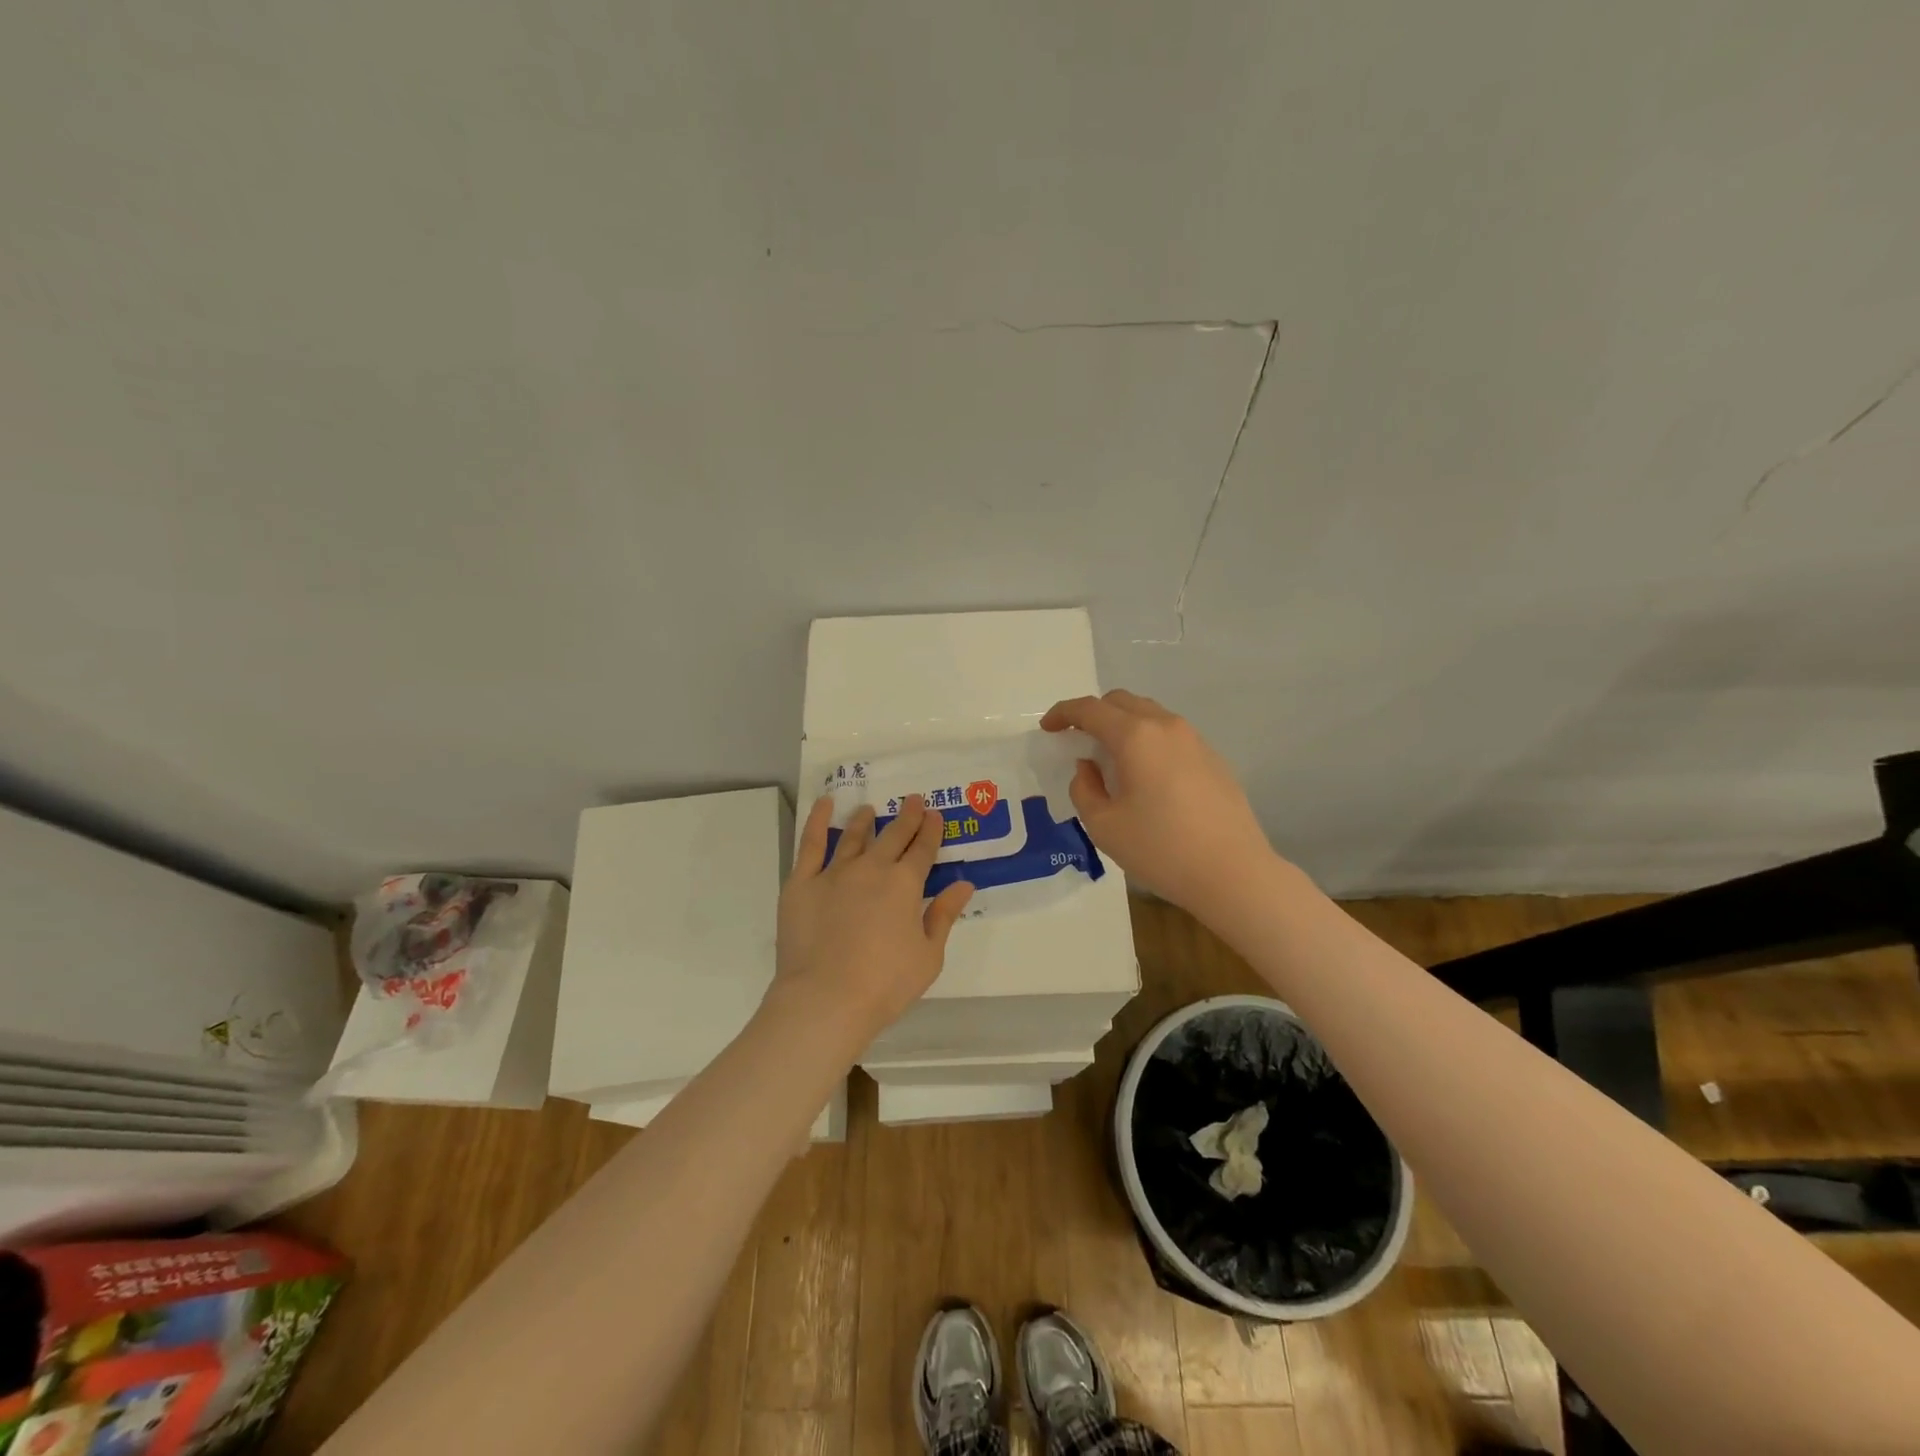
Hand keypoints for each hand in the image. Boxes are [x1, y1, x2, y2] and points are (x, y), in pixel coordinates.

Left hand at [771, 794, 974, 1042]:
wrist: (826, 999)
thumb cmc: (884, 984)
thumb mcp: (928, 955)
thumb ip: (944, 916)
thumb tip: (963, 884)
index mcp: (905, 884)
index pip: (923, 849)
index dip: (930, 831)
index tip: (935, 815)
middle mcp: (871, 868)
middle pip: (893, 836)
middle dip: (906, 817)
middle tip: (912, 801)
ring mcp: (834, 873)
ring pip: (853, 836)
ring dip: (865, 820)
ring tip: (869, 810)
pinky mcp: (801, 883)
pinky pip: (810, 844)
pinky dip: (818, 821)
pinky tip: (824, 805)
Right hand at [1040, 689, 1274, 915]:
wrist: (1234, 873)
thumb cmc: (1160, 849)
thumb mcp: (1103, 825)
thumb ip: (1084, 789)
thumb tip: (1089, 768)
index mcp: (1135, 736)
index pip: (1090, 709)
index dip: (1063, 713)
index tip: (1048, 728)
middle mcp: (1166, 726)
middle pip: (1122, 702)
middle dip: (1093, 714)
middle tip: (1077, 740)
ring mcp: (1195, 740)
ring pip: (1149, 715)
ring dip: (1123, 726)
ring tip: (1111, 759)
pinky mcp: (1213, 759)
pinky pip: (1170, 736)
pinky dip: (1148, 741)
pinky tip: (1146, 777)